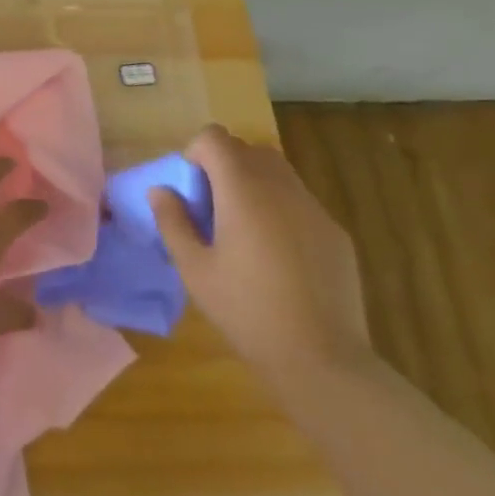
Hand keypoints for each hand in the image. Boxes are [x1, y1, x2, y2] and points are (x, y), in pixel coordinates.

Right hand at [150, 125, 371, 380]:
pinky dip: (280, 208)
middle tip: (212, 209)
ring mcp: (313, 207)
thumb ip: (173, 222)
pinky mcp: (334, 231)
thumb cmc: (246, 310)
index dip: (196, 153)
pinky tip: (278, 256)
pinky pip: (300, 201)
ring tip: (243, 229)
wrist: (321, 357)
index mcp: (243, 190)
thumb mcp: (194, 270)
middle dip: (224, 166)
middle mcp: (281, 186)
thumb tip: (160, 190)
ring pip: (278, 172)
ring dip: (253, 184)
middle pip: (248, 149)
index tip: (191, 189)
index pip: (215, 138)